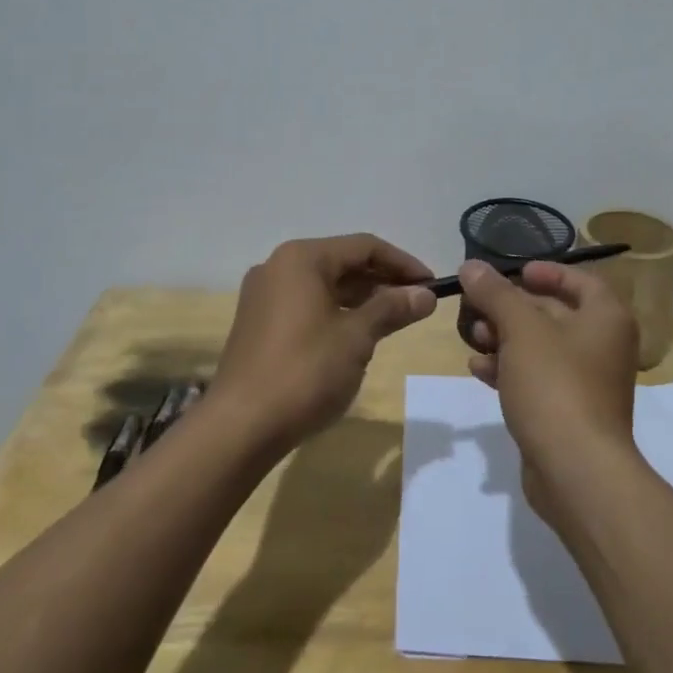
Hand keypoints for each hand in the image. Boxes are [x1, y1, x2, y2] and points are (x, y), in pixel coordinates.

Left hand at [211, 234, 435, 447]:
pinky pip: (308, 304)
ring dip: (362, 297)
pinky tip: (359, 333)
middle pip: (343, 262)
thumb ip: (392, 308)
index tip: (432, 285)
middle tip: (418, 303)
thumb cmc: (304, 372)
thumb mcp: (357, 338)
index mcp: (302, 259)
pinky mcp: (259, 322)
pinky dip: (337, 311)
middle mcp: (279, 267)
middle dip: (383, 280)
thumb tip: (426, 294)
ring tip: (396, 318)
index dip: (403, 263)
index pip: (364, 246)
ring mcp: (265, 295)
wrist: (240, 426)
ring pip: (325, 284)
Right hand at [459, 259, 639, 513]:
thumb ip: (495, 293)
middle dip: (511, 308)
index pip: (580, 280)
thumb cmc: (555, 384)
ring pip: (540, 348)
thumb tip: (471, 266)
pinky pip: (536, 379)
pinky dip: (509, 369)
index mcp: (606, 318)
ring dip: (504, 338)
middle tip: (476, 305)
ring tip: (472, 338)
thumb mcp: (521, 329)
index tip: (514, 273)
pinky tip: (478, 369)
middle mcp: (603, 346)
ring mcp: (586, 383)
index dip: (547, 272)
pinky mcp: (567, 412)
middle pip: (554, 313)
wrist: (576, 470)